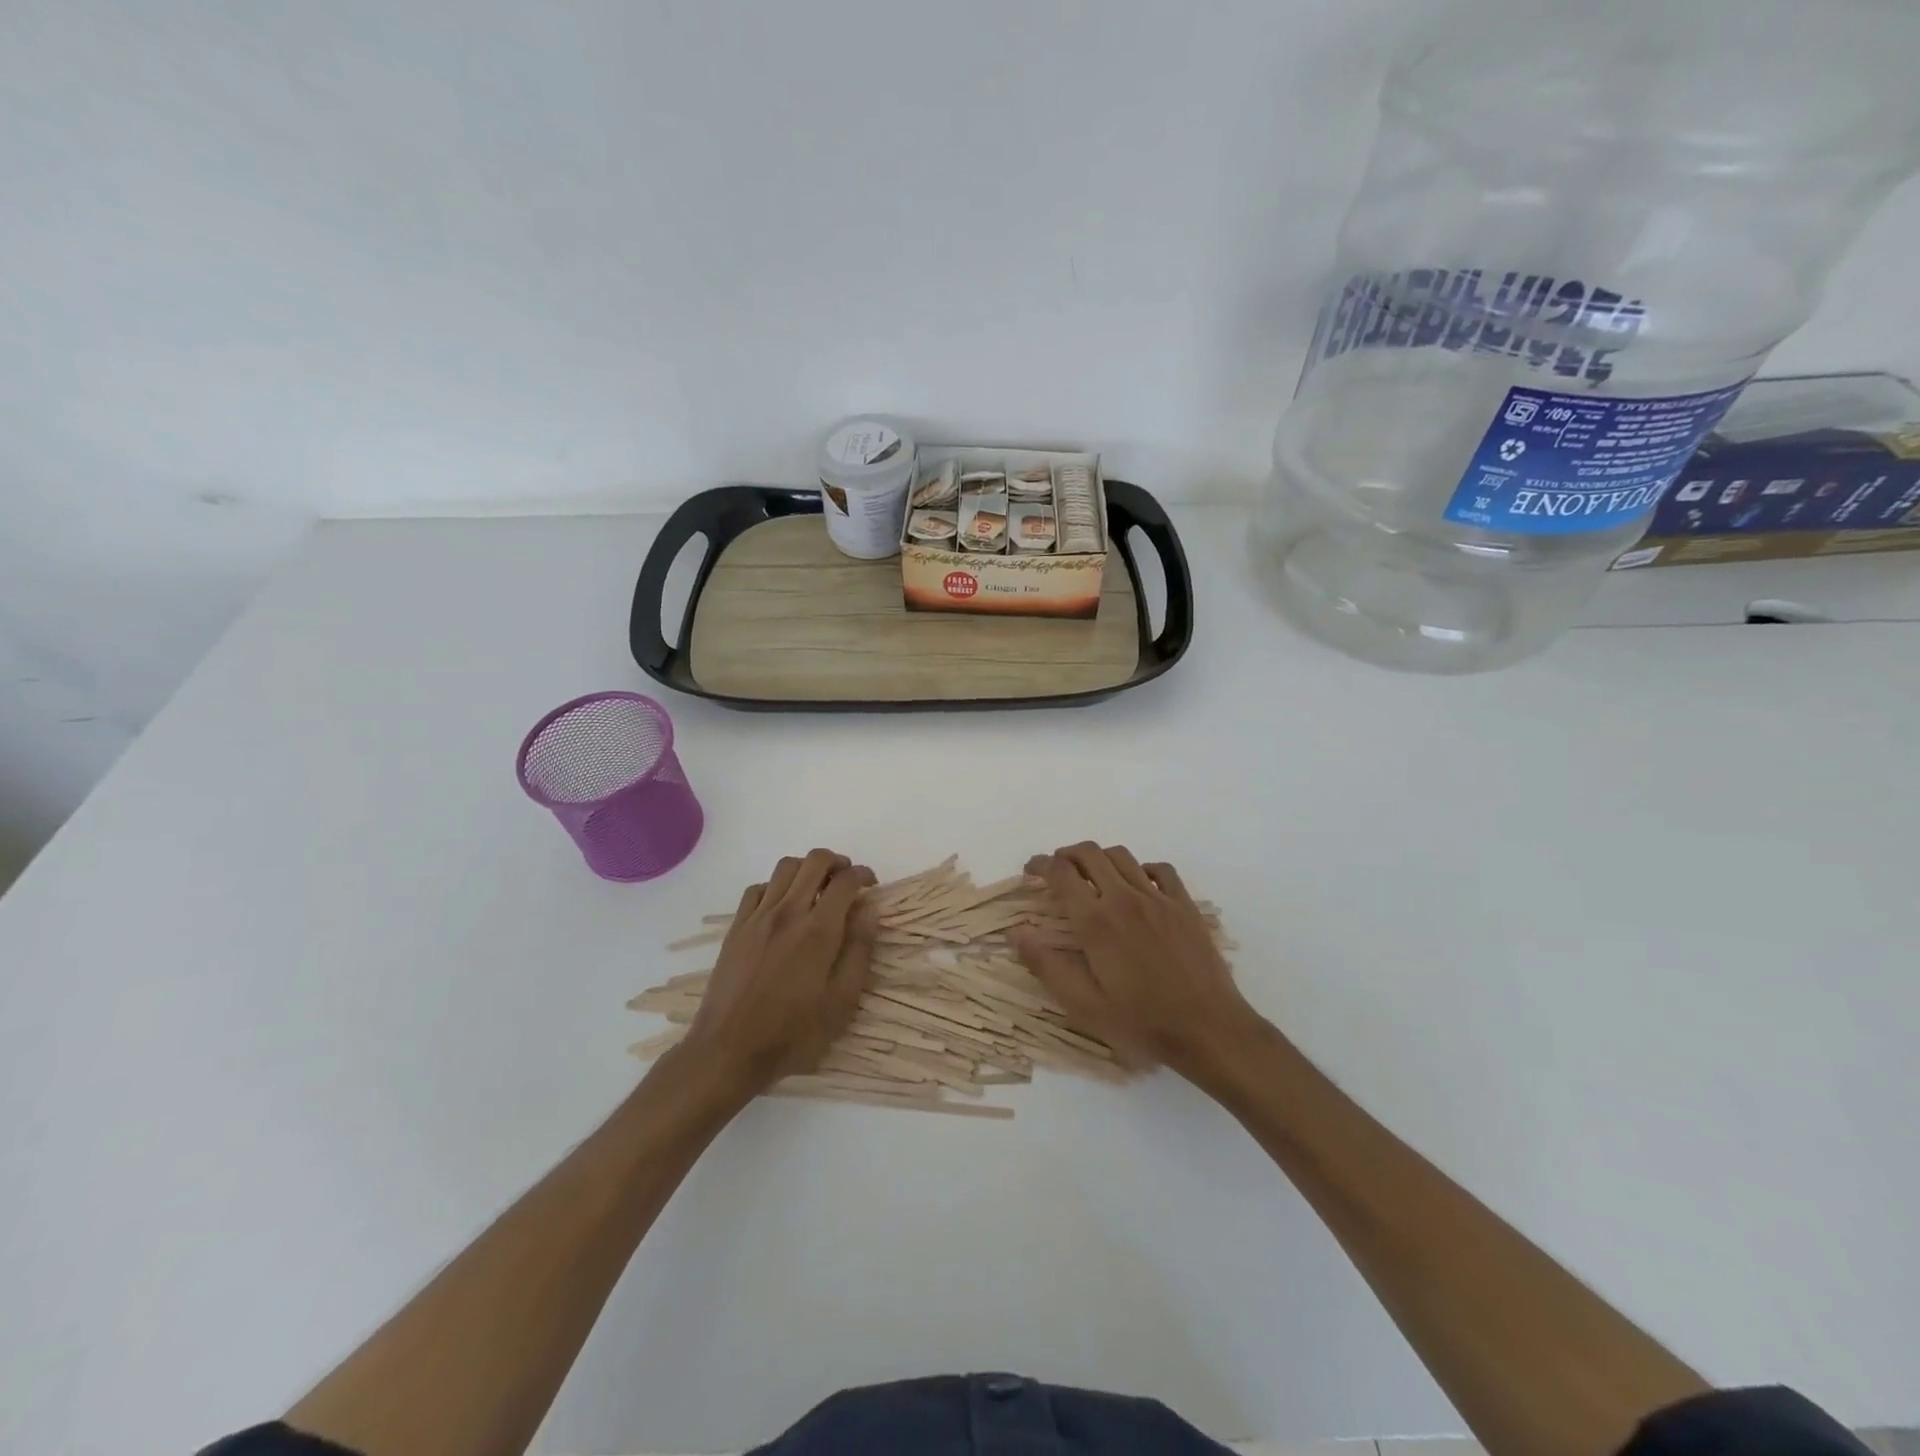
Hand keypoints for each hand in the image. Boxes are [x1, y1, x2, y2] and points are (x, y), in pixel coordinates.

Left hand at [672, 849, 876, 1096]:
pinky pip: (758, 888)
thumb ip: (859, 951)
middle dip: (838, 862)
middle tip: (848, 881)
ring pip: (786, 867)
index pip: (846, 881)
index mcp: (819, 930)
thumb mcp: (841, 1002)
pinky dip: (777, 886)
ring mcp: (758, 917)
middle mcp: (788, 912)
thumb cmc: (792, 1033)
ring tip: (817, 887)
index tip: (871, 886)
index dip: (863, 875)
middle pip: (815, 861)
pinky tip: (783, 906)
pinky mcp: (737, 927)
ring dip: (807, 868)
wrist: (728, 1050)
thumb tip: (869, 911)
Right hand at [1012, 843, 1262, 1082]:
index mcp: (1096, 921)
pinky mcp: (1184, 905)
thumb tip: (1017, 932)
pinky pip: (1160, 869)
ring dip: (1099, 857)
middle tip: (1055, 869)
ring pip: (1122, 855)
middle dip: (1066, 854)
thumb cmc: (1141, 1022)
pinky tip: (1137, 884)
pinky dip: (1140, 868)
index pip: (1060, 873)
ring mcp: (1158, 898)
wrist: (1208, 1028)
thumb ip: (1046, 965)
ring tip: (1091, 874)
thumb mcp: (1084, 1005)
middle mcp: (1124, 898)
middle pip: (1089, 854)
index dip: (1040, 865)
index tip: (1030, 870)